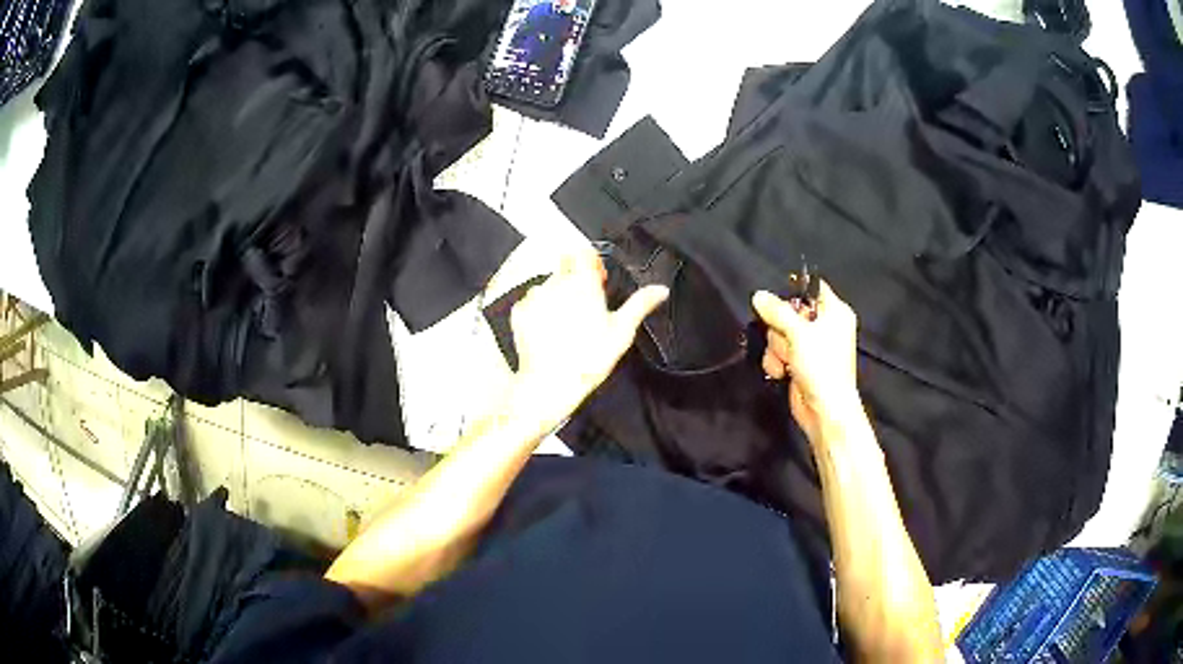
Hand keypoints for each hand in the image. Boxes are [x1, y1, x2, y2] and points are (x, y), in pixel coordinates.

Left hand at [509, 249, 667, 430]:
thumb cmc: (590, 358)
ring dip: (556, 293)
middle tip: (584, 303)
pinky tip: (549, 330)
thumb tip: (661, 289)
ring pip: (547, 283)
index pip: (583, 252)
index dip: (591, 262)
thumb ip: (640, 304)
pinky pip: (531, 300)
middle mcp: (556, 283)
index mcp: (583, 283)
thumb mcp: (622, 331)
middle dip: (574, 277)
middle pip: (565, 265)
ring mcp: (534, 296)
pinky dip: (539, 309)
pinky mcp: (518, 311)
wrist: (550, 383)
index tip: (597, 279)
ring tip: (566, 322)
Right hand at [752, 281, 860, 441]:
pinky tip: (780, 372)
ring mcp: (811, 346)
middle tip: (786, 339)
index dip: (793, 291)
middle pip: (789, 312)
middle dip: (780, 328)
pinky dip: (776, 361)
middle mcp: (824, 326)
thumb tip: (758, 295)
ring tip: (785, 361)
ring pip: (780, 333)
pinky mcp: (799, 363)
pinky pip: (778, 352)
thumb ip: (777, 311)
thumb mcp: (799, 333)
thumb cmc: (821, 366)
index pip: (811, 287)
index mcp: (835, 311)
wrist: (824, 410)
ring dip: (776, 348)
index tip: (777, 300)